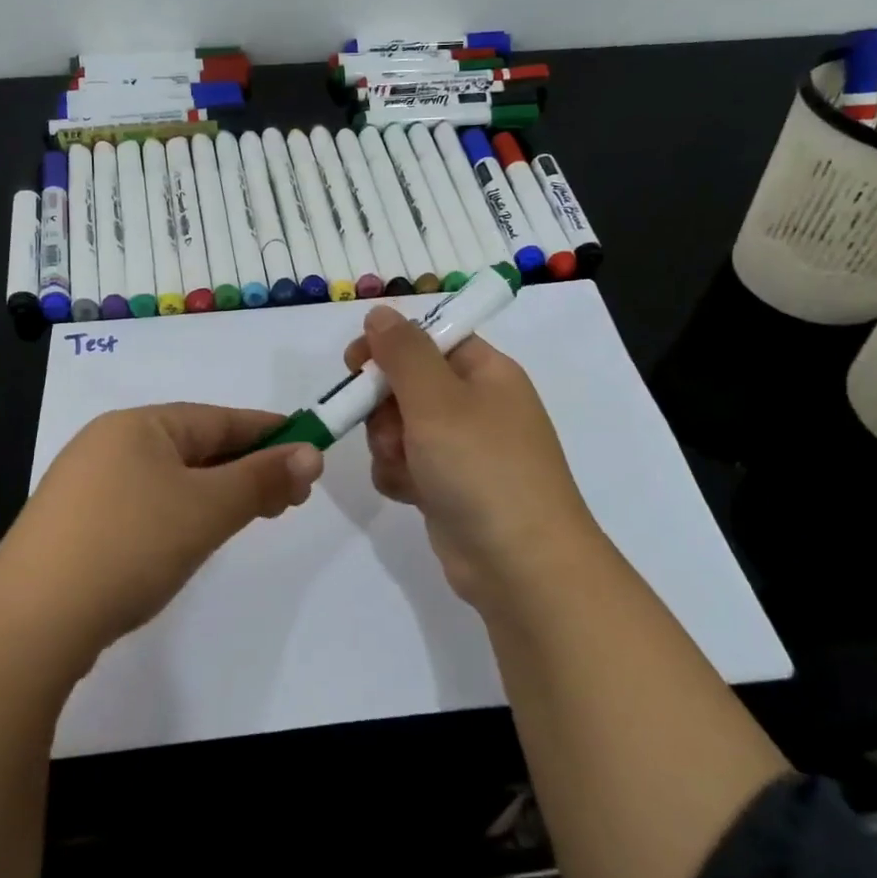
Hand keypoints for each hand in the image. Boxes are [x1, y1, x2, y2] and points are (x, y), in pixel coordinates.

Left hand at [0, 405, 323, 678]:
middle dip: (246, 469)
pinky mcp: (74, 527)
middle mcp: (108, 443)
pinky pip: (144, 505)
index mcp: (138, 424)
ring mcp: (85, 486)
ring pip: (170, 479)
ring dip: (216, 494)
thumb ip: (262, 479)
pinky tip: (191, 539)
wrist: (29, 625)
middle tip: (290, 498)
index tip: (310, 450)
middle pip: (195, 447)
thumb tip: (312, 453)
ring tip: (250, 518)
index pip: (220, 419)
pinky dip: (180, 514)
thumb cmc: (129, 546)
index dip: (269, 434)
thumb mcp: (207, 509)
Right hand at [346, 305, 595, 605]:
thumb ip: (403, 352)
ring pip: (399, 427)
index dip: (390, 346)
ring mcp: (463, 449)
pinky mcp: (448, 486)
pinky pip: (406, 464)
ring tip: (405, 468)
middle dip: (385, 407)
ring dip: (388, 446)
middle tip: (390, 430)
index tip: (355, 363)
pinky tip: (409, 494)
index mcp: (486, 373)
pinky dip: (399, 476)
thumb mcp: (438, 400)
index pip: (430, 339)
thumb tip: (381, 313)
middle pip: (407, 384)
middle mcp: (476, 405)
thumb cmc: (482, 467)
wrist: (521, 565)